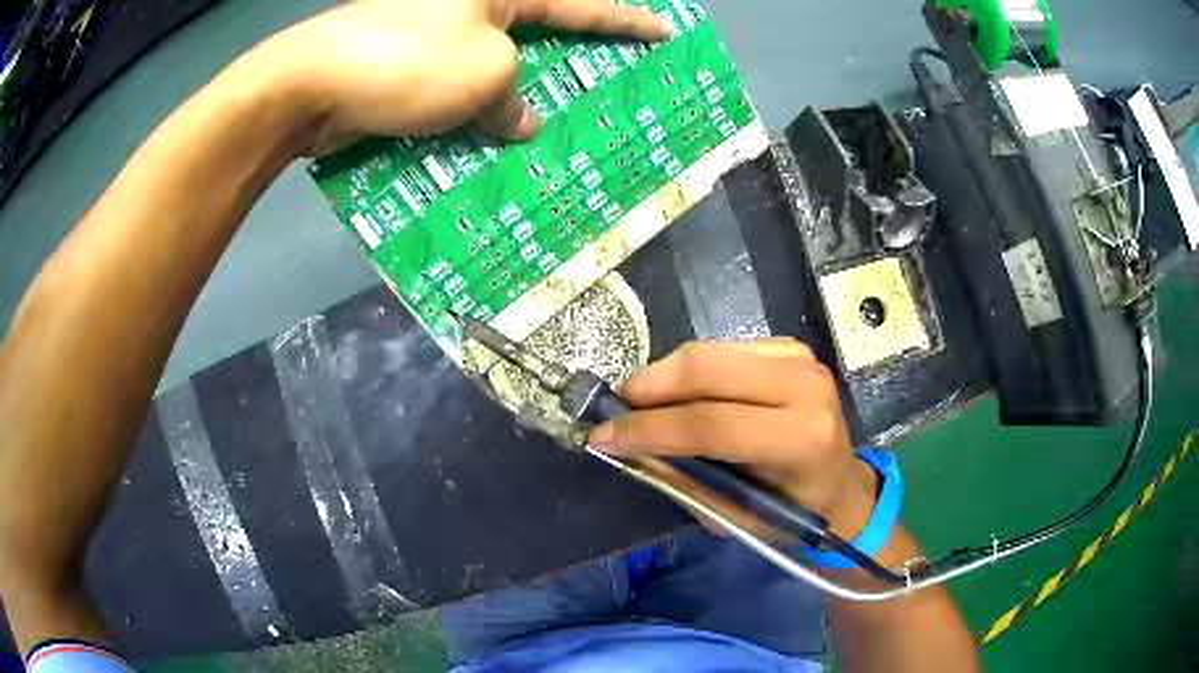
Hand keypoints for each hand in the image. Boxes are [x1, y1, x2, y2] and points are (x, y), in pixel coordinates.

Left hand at [253, 0, 669, 153]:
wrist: (307, 86)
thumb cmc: (405, 60)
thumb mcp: (483, 75)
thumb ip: (513, 100)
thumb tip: (517, 122)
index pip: (577, 5)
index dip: (624, 20)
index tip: (663, 31)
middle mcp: (468, 9)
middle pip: (535, 37)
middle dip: (570, 64)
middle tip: (606, 89)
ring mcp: (434, 40)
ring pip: (494, 71)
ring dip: (518, 102)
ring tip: (554, 134)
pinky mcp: (406, 71)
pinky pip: (456, 93)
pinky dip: (474, 119)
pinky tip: (491, 149)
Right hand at [590, 339, 877, 537]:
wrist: (840, 485)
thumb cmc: (792, 513)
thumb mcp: (735, 516)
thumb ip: (682, 480)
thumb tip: (628, 447)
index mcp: (801, 439)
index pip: (710, 424)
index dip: (648, 429)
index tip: (602, 436)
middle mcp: (805, 386)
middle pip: (706, 369)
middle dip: (649, 386)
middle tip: (616, 408)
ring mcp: (800, 358)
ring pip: (709, 352)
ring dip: (664, 376)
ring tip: (640, 403)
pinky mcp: (790, 347)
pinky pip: (722, 349)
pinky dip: (690, 370)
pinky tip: (680, 393)